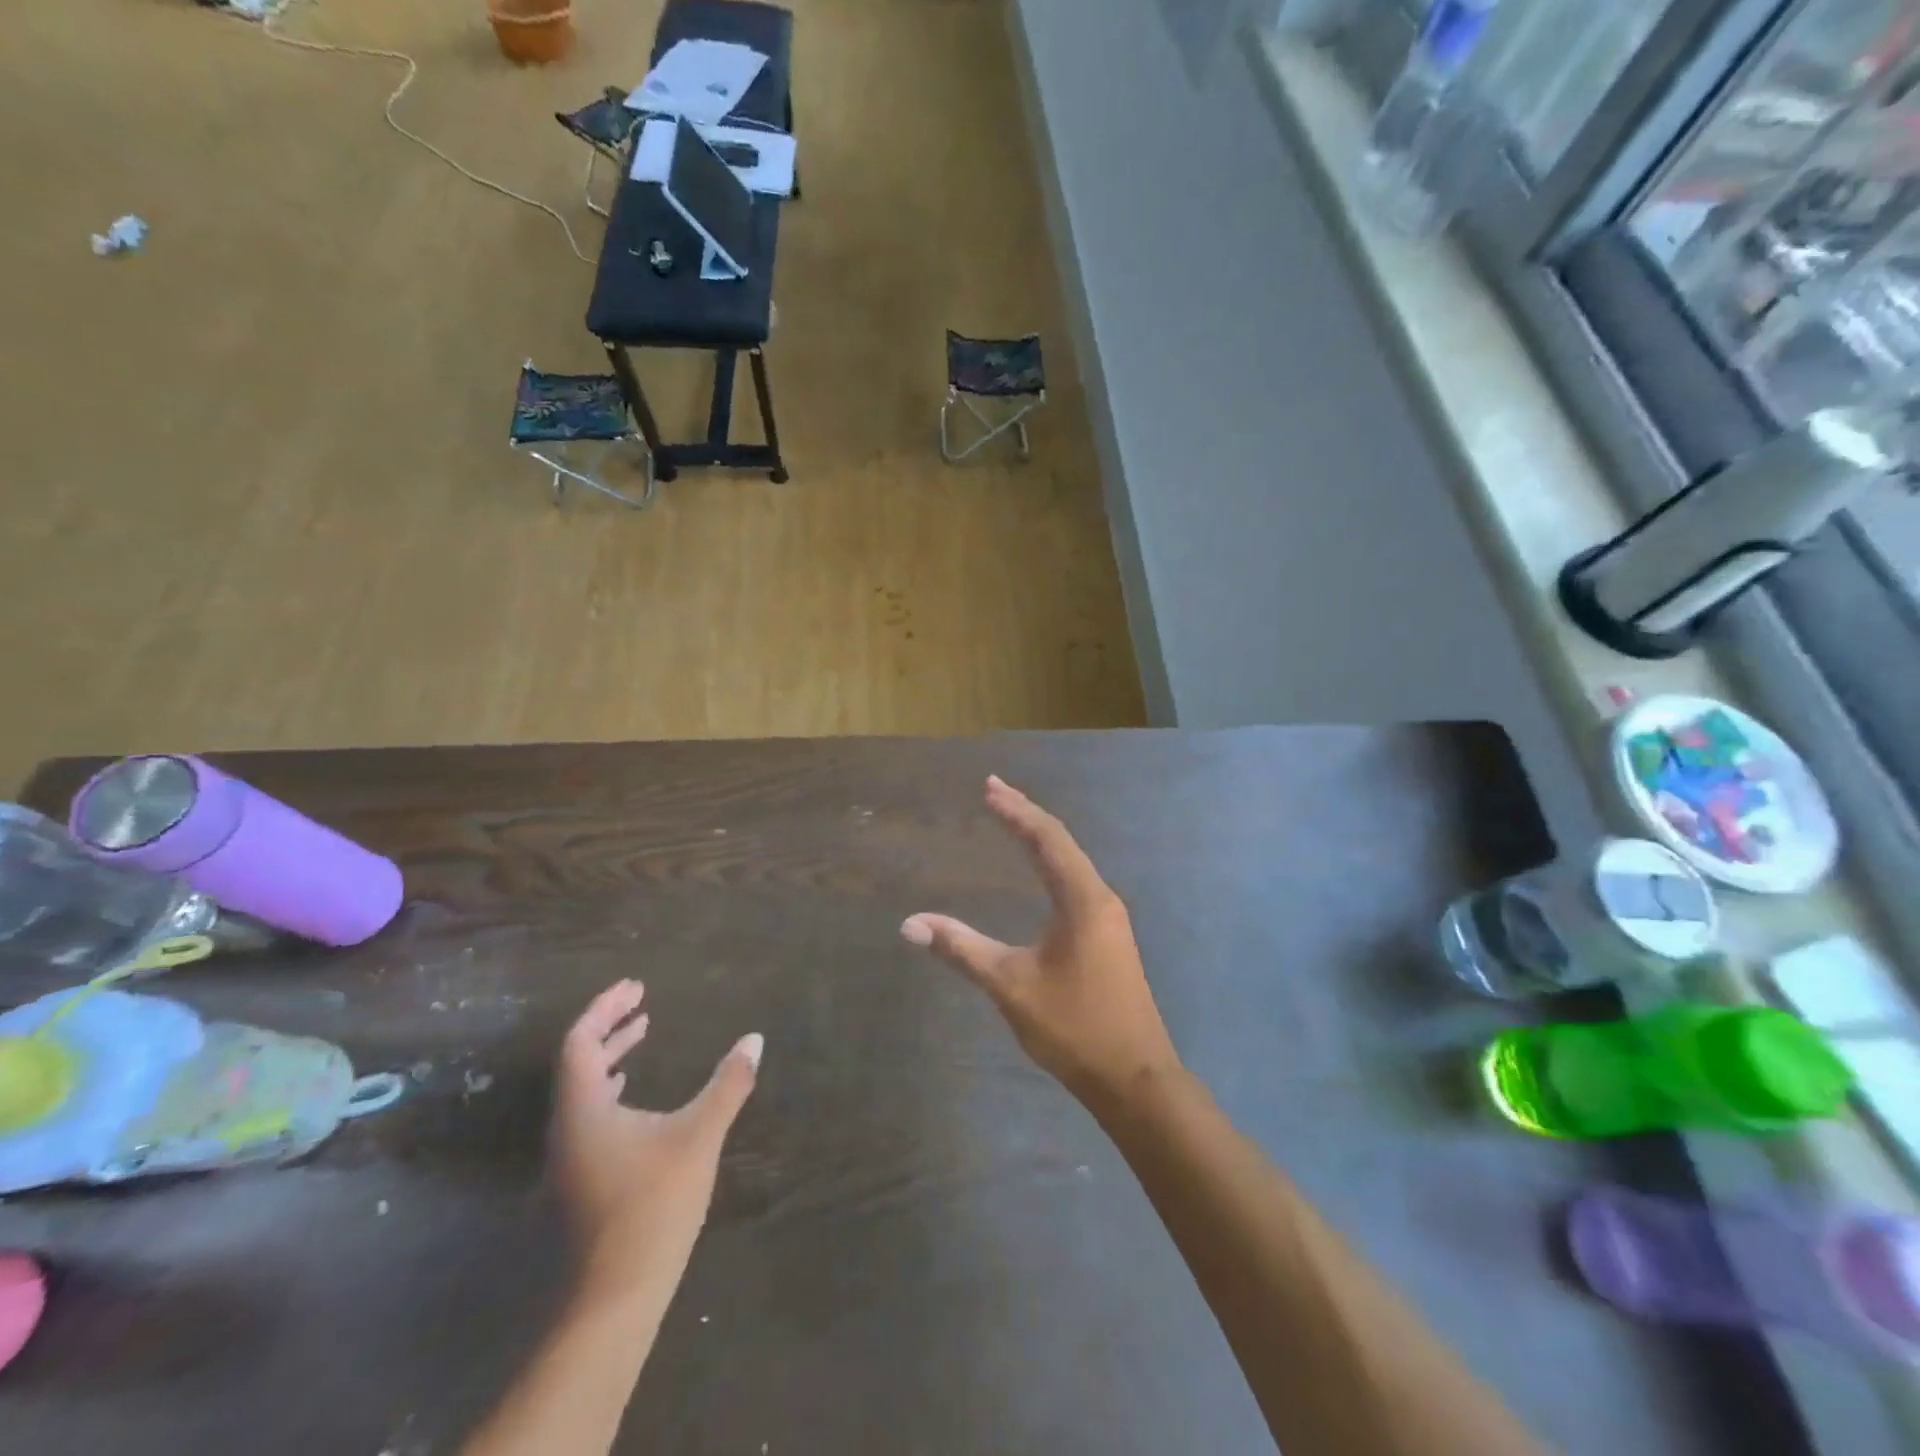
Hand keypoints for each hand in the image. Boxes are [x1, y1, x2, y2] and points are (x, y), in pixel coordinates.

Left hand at [550, 980, 762, 1299]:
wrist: (616, 1295)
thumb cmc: (653, 1204)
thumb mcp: (699, 1135)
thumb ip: (728, 1084)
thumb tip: (755, 1040)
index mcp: (584, 1108)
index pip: (580, 1041)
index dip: (605, 1008)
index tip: (636, 986)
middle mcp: (567, 1127)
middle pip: (577, 1061)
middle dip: (609, 1026)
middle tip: (642, 1002)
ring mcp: (569, 1157)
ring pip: (582, 1089)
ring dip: (610, 1057)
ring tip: (642, 1035)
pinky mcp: (579, 1179)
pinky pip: (589, 1114)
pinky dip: (611, 1088)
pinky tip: (634, 1096)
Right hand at [901, 776, 1179, 1106]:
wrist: (1135, 1079)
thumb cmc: (1073, 1027)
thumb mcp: (1010, 985)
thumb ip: (961, 948)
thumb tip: (910, 923)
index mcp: (1082, 899)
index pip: (1046, 839)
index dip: (1016, 811)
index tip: (988, 788)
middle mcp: (1100, 898)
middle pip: (1061, 842)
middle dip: (1026, 815)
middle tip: (995, 791)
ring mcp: (1109, 918)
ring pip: (1071, 862)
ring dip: (1040, 838)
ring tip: (1012, 820)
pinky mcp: (1109, 936)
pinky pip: (1076, 882)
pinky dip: (1051, 863)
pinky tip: (1040, 872)